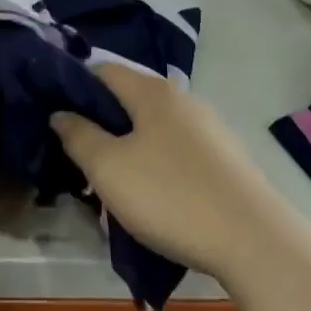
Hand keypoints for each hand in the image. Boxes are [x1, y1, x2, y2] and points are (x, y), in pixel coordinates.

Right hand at [50, 65, 290, 282]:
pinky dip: (159, 166)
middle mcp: (182, 99)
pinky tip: (156, 201)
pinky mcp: (226, 159)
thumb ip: (78, 135)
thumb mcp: (109, 168)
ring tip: (115, 189)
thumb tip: (60, 113)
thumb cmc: (171, 196)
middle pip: (129, 100)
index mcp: (152, 91)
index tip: (57, 122)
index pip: (102, 70)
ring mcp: (209, 128)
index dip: (74, 89)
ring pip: (154, 129)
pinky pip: (178, 151)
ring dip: (130, 150)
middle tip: (82, 163)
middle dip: (102, 126)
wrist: (254, 240)